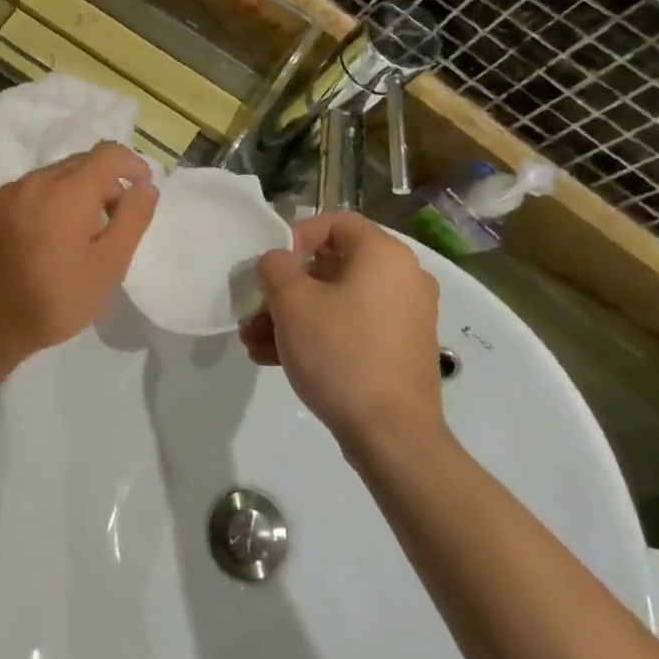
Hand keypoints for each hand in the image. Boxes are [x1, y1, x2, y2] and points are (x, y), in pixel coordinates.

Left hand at [0, 142, 157, 381]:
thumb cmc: (52, 300)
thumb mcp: (108, 267)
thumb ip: (132, 219)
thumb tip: (145, 186)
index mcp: (67, 190)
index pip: (108, 154)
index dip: (131, 164)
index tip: (142, 188)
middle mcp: (33, 182)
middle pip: (78, 165)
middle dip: (103, 184)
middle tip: (114, 222)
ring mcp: (4, 196)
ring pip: (50, 180)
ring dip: (72, 195)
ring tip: (78, 237)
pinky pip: (25, 196)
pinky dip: (45, 207)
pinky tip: (44, 244)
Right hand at [239, 211, 444, 453]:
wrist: (392, 435)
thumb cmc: (340, 353)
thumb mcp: (292, 302)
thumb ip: (275, 267)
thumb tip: (278, 262)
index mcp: (384, 254)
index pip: (335, 223)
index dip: (295, 236)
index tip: (269, 265)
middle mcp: (402, 278)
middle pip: (331, 266)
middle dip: (285, 288)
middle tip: (253, 309)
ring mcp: (405, 317)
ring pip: (337, 301)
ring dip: (292, 316)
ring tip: (253, 341)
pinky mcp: (400, 350)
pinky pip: (351, 328)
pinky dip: (316, 335)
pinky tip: (273, 359)